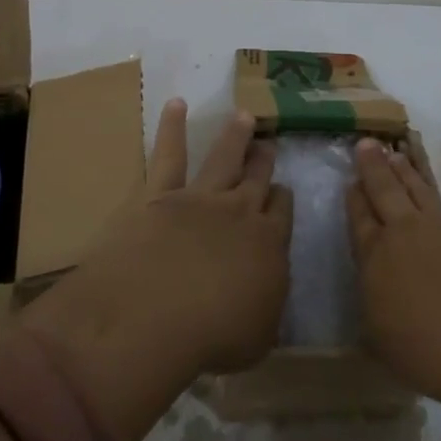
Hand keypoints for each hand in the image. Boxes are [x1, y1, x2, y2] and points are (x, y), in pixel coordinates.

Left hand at [23, 101, 292, 440]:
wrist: (157, 312)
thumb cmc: (213, 337)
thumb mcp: (259, 335)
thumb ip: (268, 303)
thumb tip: (268, 283)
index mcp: (269, 244)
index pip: (282, 212)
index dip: (282, 199)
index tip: (283, 191)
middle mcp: (239, 211)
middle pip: (257, 178)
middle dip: (264, 160)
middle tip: (268, 144)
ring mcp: (199, 197)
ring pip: (224, 157)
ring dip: (235, 136)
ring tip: (244, 116)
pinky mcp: (160, 193)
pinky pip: (168, 154)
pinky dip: (172, 127)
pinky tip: (176, 104)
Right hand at [346, 138, 440, 440]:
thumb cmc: (428, 354)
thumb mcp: (380, 337)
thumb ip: (372, 303)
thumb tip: (371, 285)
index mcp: (376, 258)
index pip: (359, 218)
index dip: (354, 196)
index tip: (350, 179)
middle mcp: (404, 231)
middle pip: (385, 190)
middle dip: (374, 165)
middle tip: (366, 142)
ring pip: (420, 185)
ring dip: (408, 164)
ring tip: (398, 145)